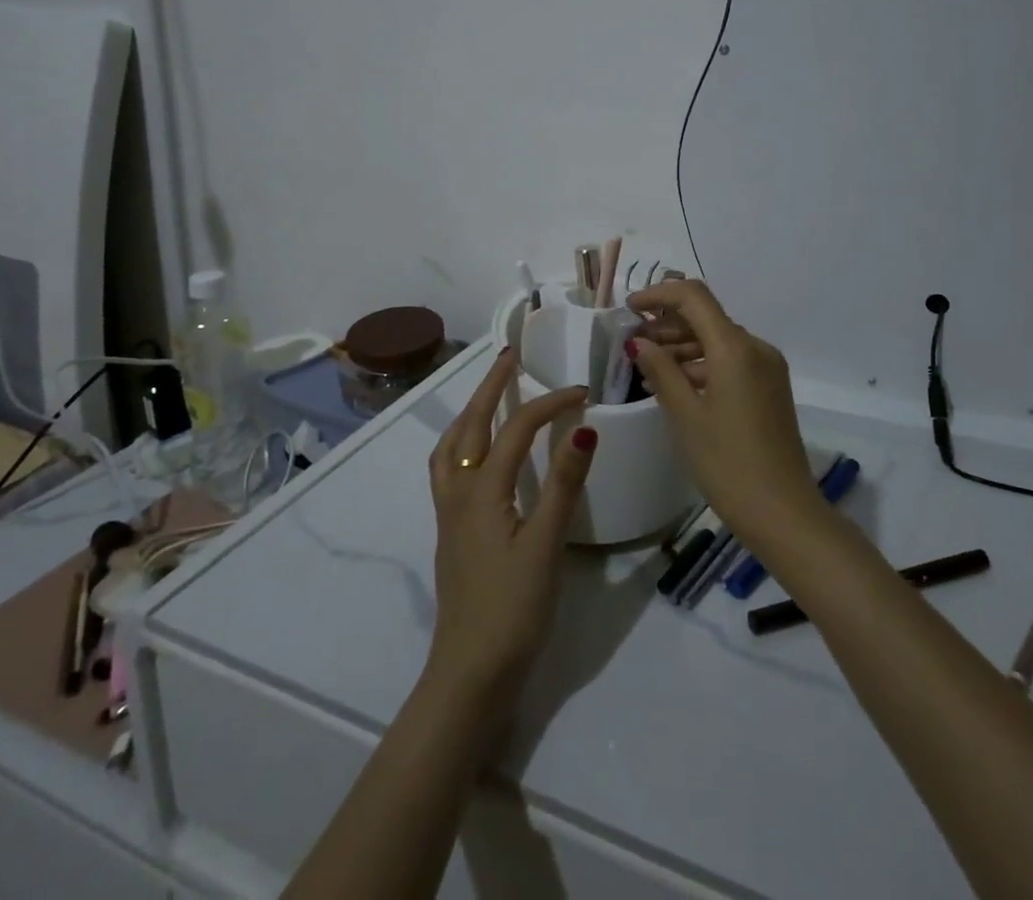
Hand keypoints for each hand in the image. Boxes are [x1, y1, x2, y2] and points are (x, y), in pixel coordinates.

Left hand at [425, 352, 595, 704]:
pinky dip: (461, 443)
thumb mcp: (546, 545)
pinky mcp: (452, 533)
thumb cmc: (512, 609)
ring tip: (488, 396)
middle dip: (490, 387)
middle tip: (509, 358)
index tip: (582, 391)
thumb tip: (583, 427)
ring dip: (469, 412)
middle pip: (470, 425)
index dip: (549, 404)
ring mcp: (450, 514)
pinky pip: (449, 469)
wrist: (470, 673)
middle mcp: (458, 492)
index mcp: (482, 490)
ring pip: (451, 446)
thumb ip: (563, 484)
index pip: (516, 429)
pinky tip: (478, 456)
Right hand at [627, 281, 820, 547]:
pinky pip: (731, 361)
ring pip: (718, 340)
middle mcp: (756, 347)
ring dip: (683, 345)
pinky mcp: (770, 388)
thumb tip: (639, 341)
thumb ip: (661, 371)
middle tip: (632, 343)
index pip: (693, 297)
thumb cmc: (728, 463)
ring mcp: (767, 368)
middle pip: (706, 317)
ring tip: (648, 366)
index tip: (628, 308)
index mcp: (735, 348)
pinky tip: (677, 384)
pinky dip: (702, 364)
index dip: (658, 295)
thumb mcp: (686, 416)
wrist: (785, 514)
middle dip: (667, 323)